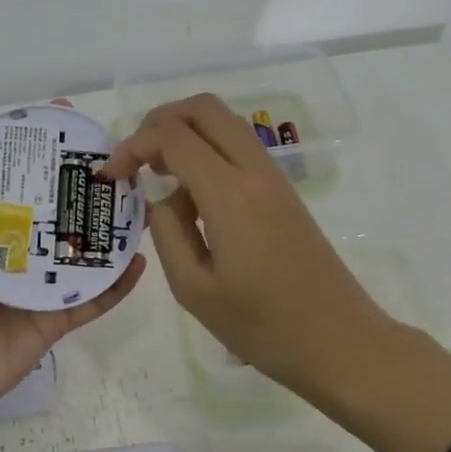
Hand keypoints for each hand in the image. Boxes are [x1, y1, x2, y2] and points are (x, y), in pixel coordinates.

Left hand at [0, 129, 146, 451]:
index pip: (13, 178)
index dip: (35, 149)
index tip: (62, 118)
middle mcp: (12, 250)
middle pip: (54, 209)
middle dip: (81, 184)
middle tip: (116, 160)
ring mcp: (36, 286)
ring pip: (80, 251)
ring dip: (108, 230)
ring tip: (138, 203)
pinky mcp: (53, 320)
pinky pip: (92, 298)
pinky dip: (116, 283)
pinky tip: (139, 260)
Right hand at [99, 94, 389, 404]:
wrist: (340, 343)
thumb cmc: (263, 326)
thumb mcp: (194, 289)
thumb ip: (167, 232)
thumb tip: (162, 200)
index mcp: (230, 193)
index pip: (173, 136)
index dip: (133, 146)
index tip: (111, 175)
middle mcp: (255, 171)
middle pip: (204, 108)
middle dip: (159, 121)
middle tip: (135, 158)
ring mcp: (274, 178)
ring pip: (224, 123)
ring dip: (185, 133)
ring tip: (157, 174)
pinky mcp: (283, 193)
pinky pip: (238, 149)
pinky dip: (207, 151)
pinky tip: (190, 195)